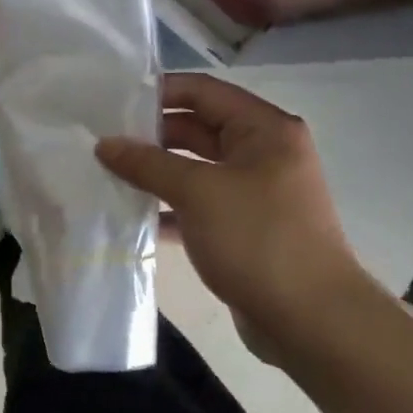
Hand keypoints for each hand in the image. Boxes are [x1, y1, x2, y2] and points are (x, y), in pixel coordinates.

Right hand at [96, 73, 375, 360]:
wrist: (312, 321)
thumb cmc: (258, 239)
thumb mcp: (198, 192)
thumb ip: (148, 163)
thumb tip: (104, 144)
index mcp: (264, 130)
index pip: (203, 91)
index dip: (158, 93)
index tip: (112, 103)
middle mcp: (262, 153)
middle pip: (197, 128)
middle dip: (150, 135)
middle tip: (100, 141)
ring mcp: (253, 193)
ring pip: (194, 169)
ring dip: (154, 172)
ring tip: (106, 174)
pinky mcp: (243, 228)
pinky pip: (197, 205)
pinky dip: (167, 207)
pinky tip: (131, 215)